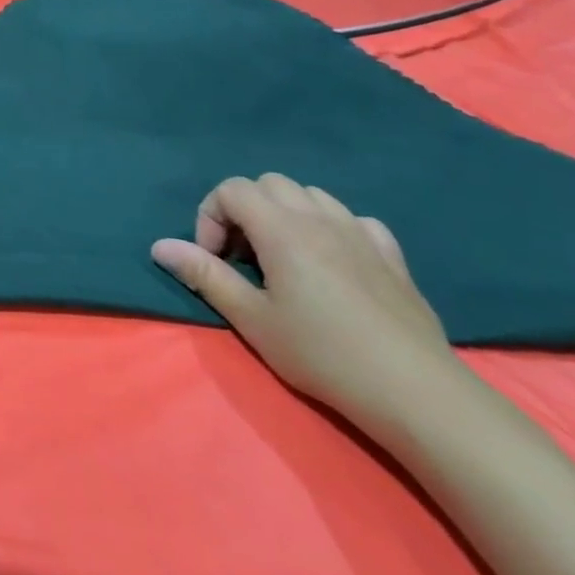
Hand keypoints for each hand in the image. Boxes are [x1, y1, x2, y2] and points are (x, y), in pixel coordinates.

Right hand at [150, 173, 457, 435]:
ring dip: (286, 214)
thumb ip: (205, 276)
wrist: (413, 391)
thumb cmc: (322, 353)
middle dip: (245, 210)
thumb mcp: (252, 319)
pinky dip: (331, 228)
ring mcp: (360, 232)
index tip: (215, 260)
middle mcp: (319, 218)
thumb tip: (161, 246)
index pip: (232, 189)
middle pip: (269, 183)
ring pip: (311, 194)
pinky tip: (333, 263)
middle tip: (244, 258)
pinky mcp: (391, 254)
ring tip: (283, 259)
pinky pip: (353, 219)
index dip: (211, 217)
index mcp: (282, 228)